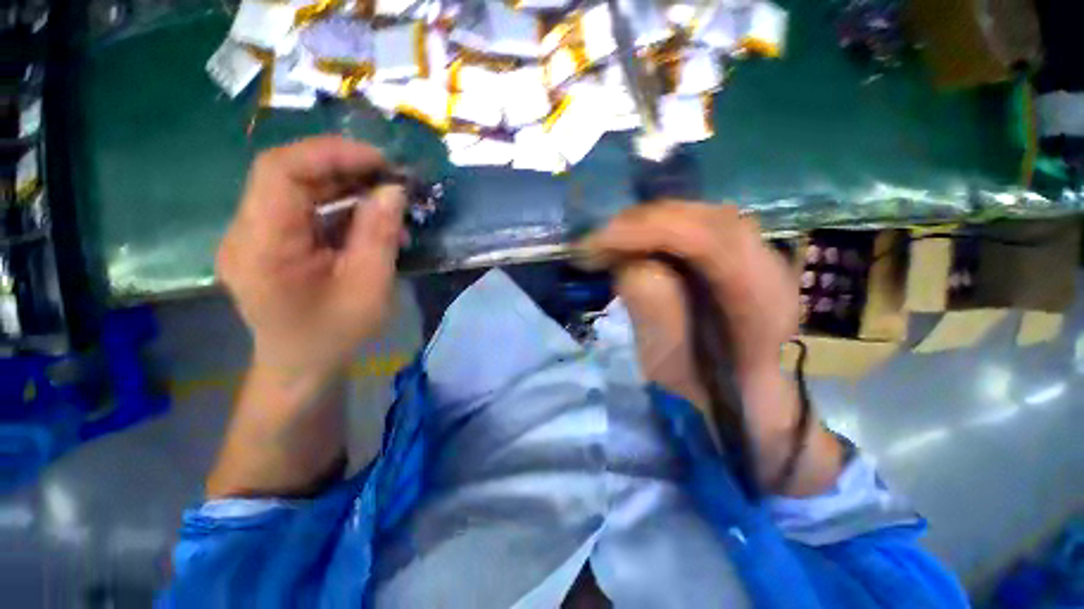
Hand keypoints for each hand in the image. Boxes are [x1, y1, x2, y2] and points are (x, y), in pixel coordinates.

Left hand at [216, 136, 405, 383]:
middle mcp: (245, 232)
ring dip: (345, 188)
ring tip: (387, 200)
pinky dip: (339, 207)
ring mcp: (253, 235)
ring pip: (296, 189)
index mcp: (262, 247)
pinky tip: (370, 220)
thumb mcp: (370, 287)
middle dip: (343, 169)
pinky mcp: (268, 241)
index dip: (330, 154)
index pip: (279, 171)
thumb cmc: (336, 334)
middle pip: (287, 175)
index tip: (380, 162)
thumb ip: (379, 234)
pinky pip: (302, 210)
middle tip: (390, 178)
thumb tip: (393, 190)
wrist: (302, 365)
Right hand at [581, 203, 841, 495]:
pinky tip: (636, 242)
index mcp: (759, 297)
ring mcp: (758, 250)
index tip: (596, 245)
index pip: (705, 239)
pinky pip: (696, 223)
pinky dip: (659, 227)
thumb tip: (631, 265)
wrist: (745, 389)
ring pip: (697, 214)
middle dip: (639, 224)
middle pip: (701, 217)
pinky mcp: (740, 248)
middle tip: (596, 243)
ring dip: (647, 224)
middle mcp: (767, 262)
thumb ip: (655, 315)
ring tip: (611, 242)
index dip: (645, 233)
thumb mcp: (671, 364)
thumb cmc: (706, 385)